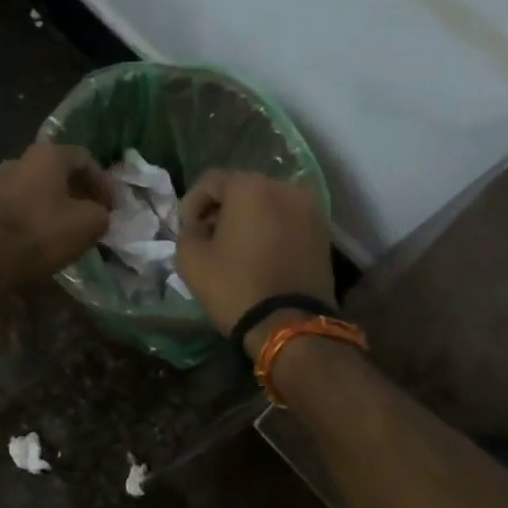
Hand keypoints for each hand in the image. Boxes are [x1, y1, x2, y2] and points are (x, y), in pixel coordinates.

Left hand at [0, 143, 110, 287]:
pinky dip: (40, 216)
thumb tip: (98, 215)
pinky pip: (23, 205)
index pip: (85, 159)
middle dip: (81, 193)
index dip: (104, 182)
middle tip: (96, 214)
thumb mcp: (90, 223)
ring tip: (74, 226)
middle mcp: (21, 159)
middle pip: (60, 172)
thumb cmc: (45, 232)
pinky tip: (49, 235)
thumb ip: (102, 213)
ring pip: (40, 189)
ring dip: (59, 204)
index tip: (114, 207)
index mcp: (47, 154)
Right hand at [176, 171, 335, 354]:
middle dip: (222, 208)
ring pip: (268, 204)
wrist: (290, 325)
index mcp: (250, 187)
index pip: (211, 181)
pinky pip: (288, 221)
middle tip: (207, 235)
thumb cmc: (235, 286)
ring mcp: (309, 209)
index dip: (192, 202)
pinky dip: (271, 229)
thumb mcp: (191, 259)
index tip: (185, 227)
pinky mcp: (323, 233)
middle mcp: (284, 188)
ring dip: (248, 218)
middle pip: (243, 188)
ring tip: (234, 246)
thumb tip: (198, 225)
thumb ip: (187, 231)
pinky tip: (259, 253)